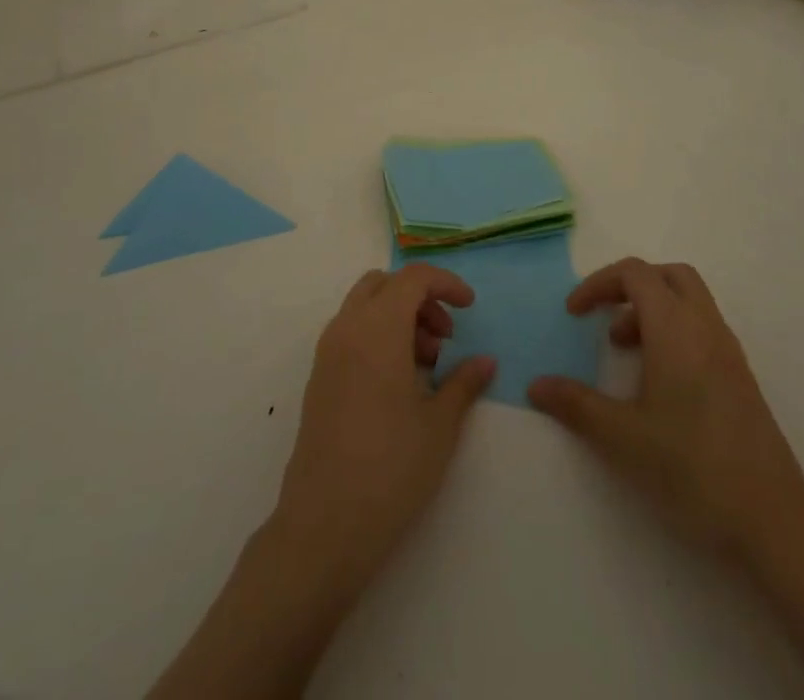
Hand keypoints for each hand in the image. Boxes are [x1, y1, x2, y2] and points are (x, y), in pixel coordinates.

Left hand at [271, 265, 496, 595]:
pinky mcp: (318, 378)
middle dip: (420, 298)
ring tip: (426, 365)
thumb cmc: (390, 468)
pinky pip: (351, 332)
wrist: (324, 526)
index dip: (446, 283)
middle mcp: (347, 328)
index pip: (413, 278)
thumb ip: (464, 382)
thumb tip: (485, 361)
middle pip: (385, 284)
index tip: (470, 308)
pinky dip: (378, 336)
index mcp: (378, 328)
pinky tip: (399, 382)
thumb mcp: (440, 425)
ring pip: (365, 306)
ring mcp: (327, 353)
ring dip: (398, 317)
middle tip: (445, 338)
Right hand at [529, 258, 803, 564]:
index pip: (635, 273)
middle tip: (604, 317)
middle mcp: (706, 327)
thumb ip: (576, 405)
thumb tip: (536, 385)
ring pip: (689, 301)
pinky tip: (660, 383)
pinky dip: (675, 332)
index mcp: (676, 328)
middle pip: (668, 276)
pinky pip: (703, 328)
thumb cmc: (692, 469)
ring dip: (653, 310)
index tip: (574, 314)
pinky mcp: (741, 378)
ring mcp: (729, 352)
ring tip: (626, 352)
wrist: (773, 522)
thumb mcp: (623, 438)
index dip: (599, 283)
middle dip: (631, 286)